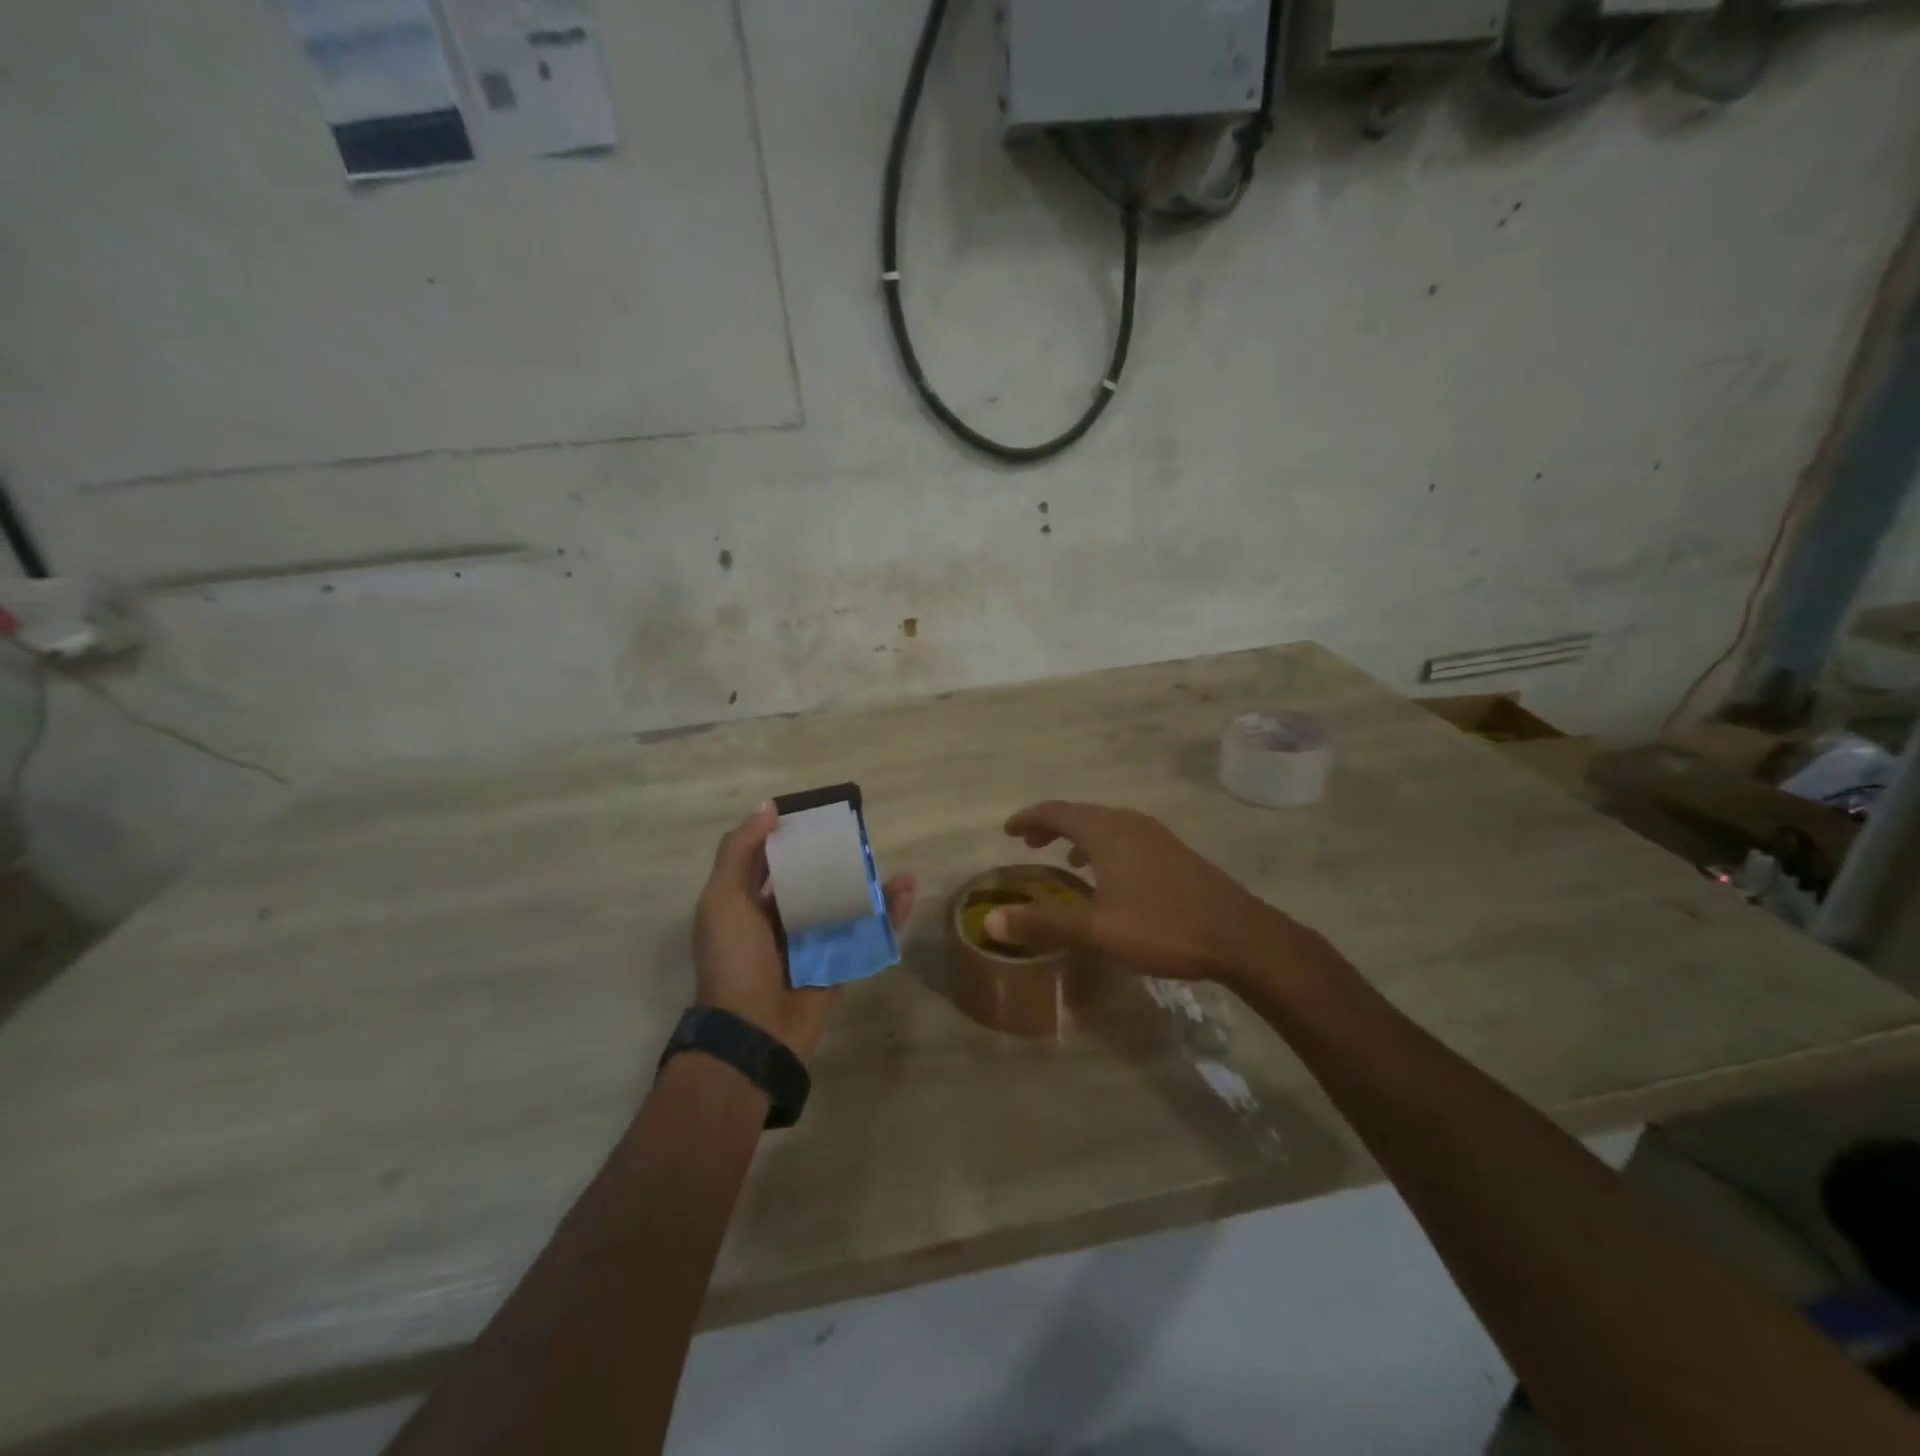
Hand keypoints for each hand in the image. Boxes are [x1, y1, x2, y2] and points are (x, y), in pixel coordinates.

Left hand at [693, 803, 914, 1061]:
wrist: (753, 1032)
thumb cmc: (734, 959)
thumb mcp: (723, 899)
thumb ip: (739, 852)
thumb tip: (768, 807)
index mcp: (749, 903)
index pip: (774, 859)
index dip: (793, 836)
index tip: (820, 815)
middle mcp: (781, 919)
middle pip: (814, 880)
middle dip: (837, 859)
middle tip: (861, 838)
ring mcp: (813, 942)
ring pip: (845, 904)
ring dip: (869, 885)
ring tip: (891, 867)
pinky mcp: (840, 963)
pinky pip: (867, 934)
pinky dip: (888, 915)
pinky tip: (906, 894)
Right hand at [984, 801, 1315, 984]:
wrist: (1239, 936)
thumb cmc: (1163, 927)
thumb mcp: (1096, 930)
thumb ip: (1043, 923)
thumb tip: (991, 922)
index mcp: (1107, 832)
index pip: (1057, 812)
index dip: (1029, 818)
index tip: (1008, 830)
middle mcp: (1130, 824)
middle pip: (1081, 814)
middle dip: (1051, 825)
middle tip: (1027, 842)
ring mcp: (1156, 836)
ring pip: (1106, 825)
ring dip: (1079, 836)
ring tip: (1062, 857)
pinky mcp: (1174, 852)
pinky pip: (1126, 838)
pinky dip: (1103, 846)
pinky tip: (1109, 876)